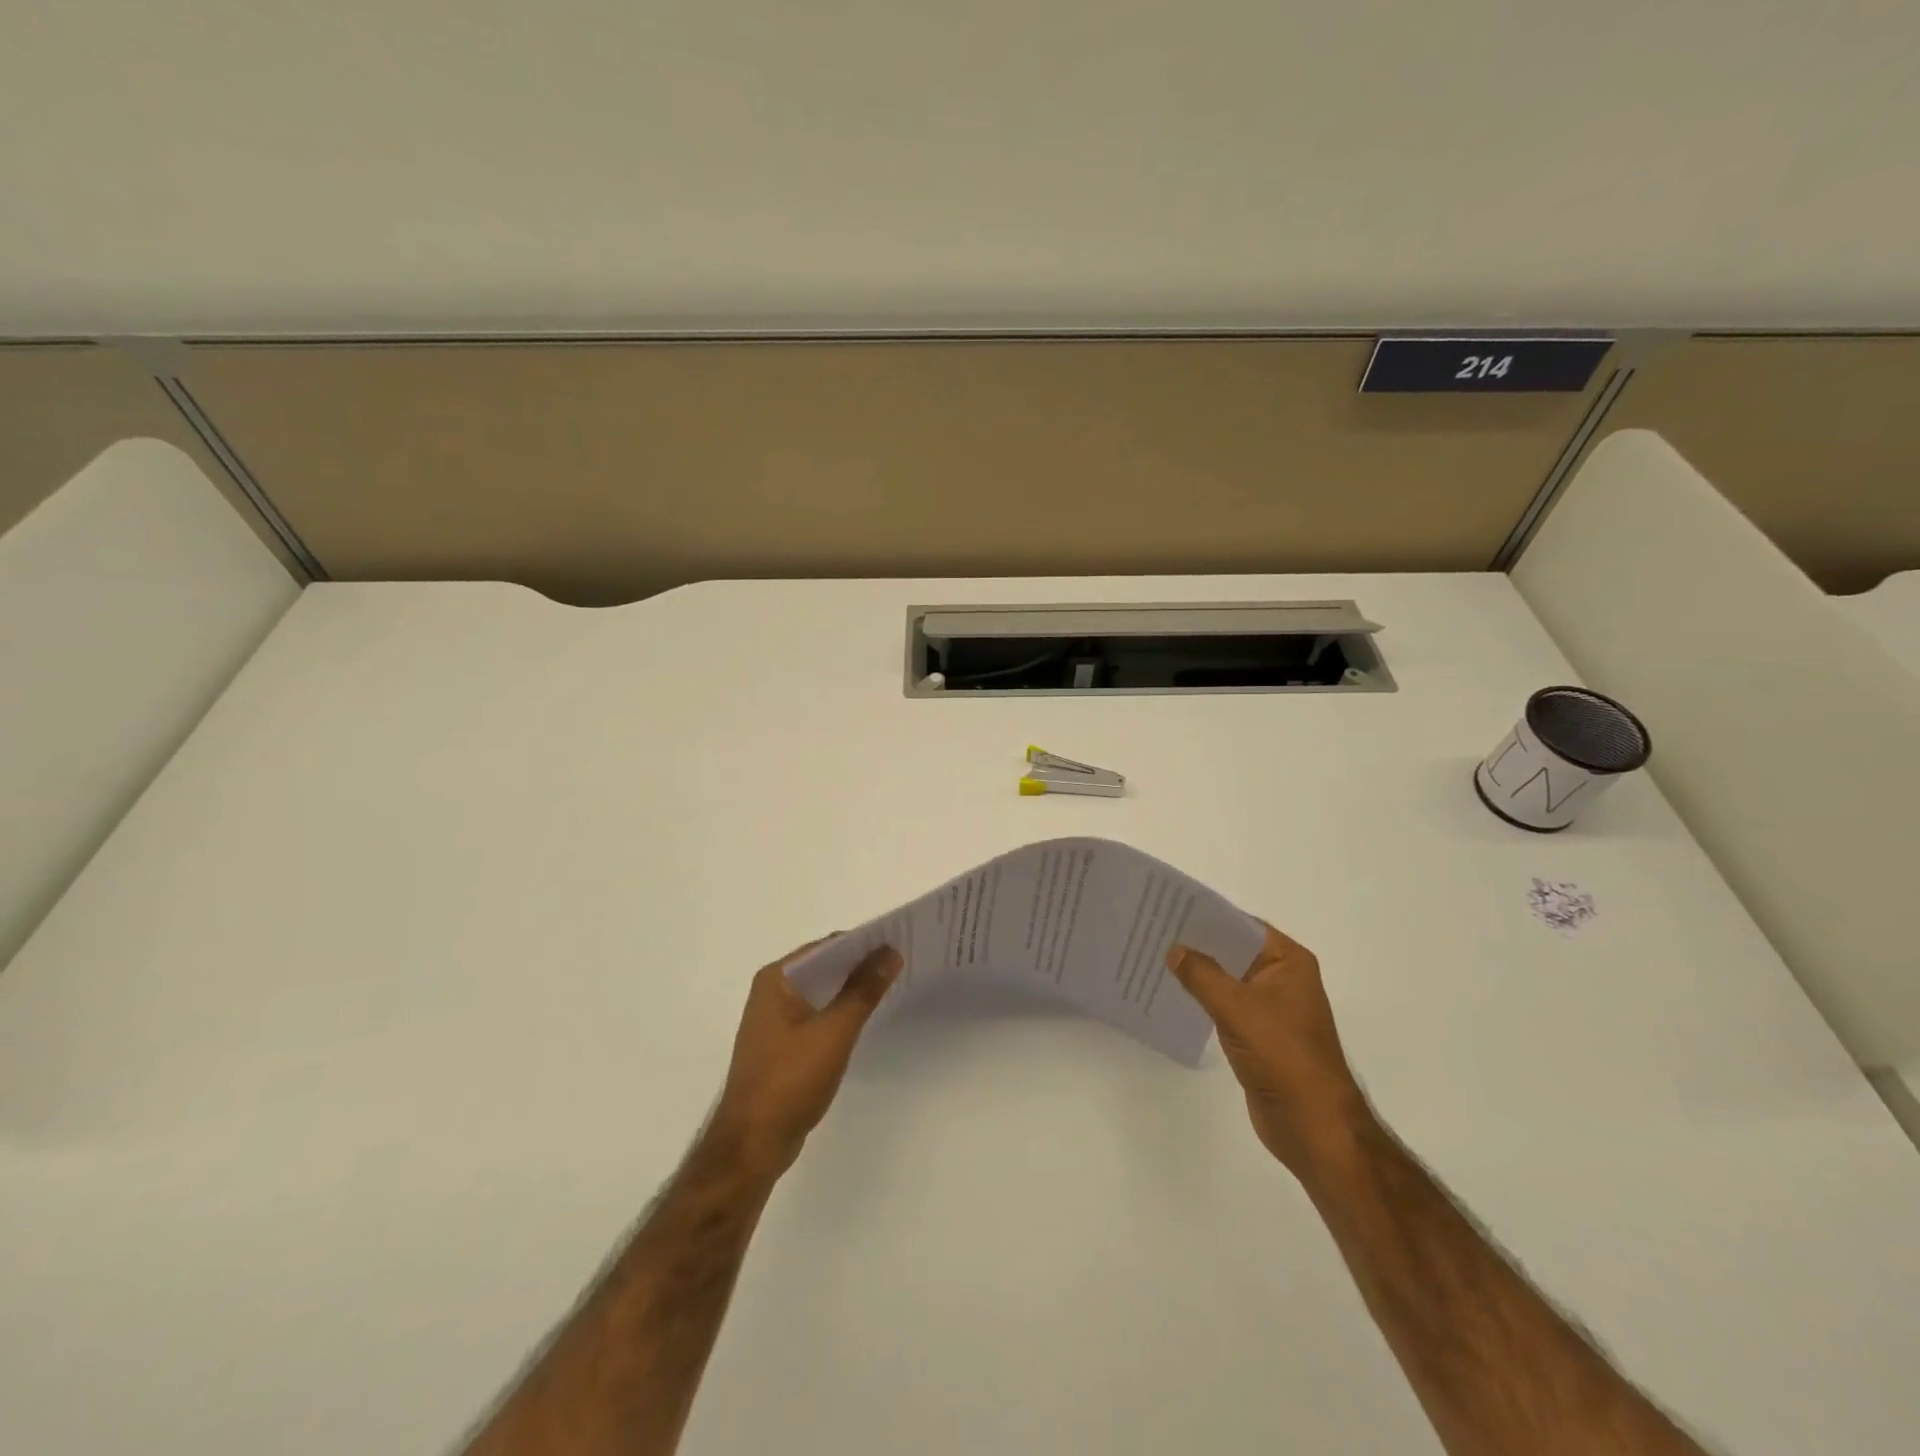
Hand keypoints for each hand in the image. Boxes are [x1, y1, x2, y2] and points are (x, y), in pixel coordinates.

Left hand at [709, 938, 901, 1179]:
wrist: (752, 1145)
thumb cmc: (790, 1080)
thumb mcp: (834, 1031)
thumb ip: (863, 990)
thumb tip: (890, 952)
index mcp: (776, 979)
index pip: (827, 947)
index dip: (863, 943)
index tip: (899, 942)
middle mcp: (772, 991)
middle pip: (824, 967)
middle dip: (860, 965)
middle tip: (903, 962)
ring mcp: (775, 1020)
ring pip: (822, 993)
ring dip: (852, 990)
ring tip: (893, 985)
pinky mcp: (783, 1045)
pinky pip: (818, 1015)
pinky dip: (841, 1012)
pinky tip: (866, 1017)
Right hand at [1167, 923, 1372, 1177]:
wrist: (1312, 1124)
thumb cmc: (1282, 1055)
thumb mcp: (1236, 1007)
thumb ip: (1202, 974)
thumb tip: (1174, 949)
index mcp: (1289, 962)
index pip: (1242, 925)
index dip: (1206, 916)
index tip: (1168, 908)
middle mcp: (1282, 978)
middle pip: (1233, 950)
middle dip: (1197, 943)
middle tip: (1152, 931)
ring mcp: (1271, 1007)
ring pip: (1227, 978)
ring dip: (1198, 972)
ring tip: (1155, 958)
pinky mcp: (1259, 1034)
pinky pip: (1225, 1004)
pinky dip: (1203, 998)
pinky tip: (1173, 993)